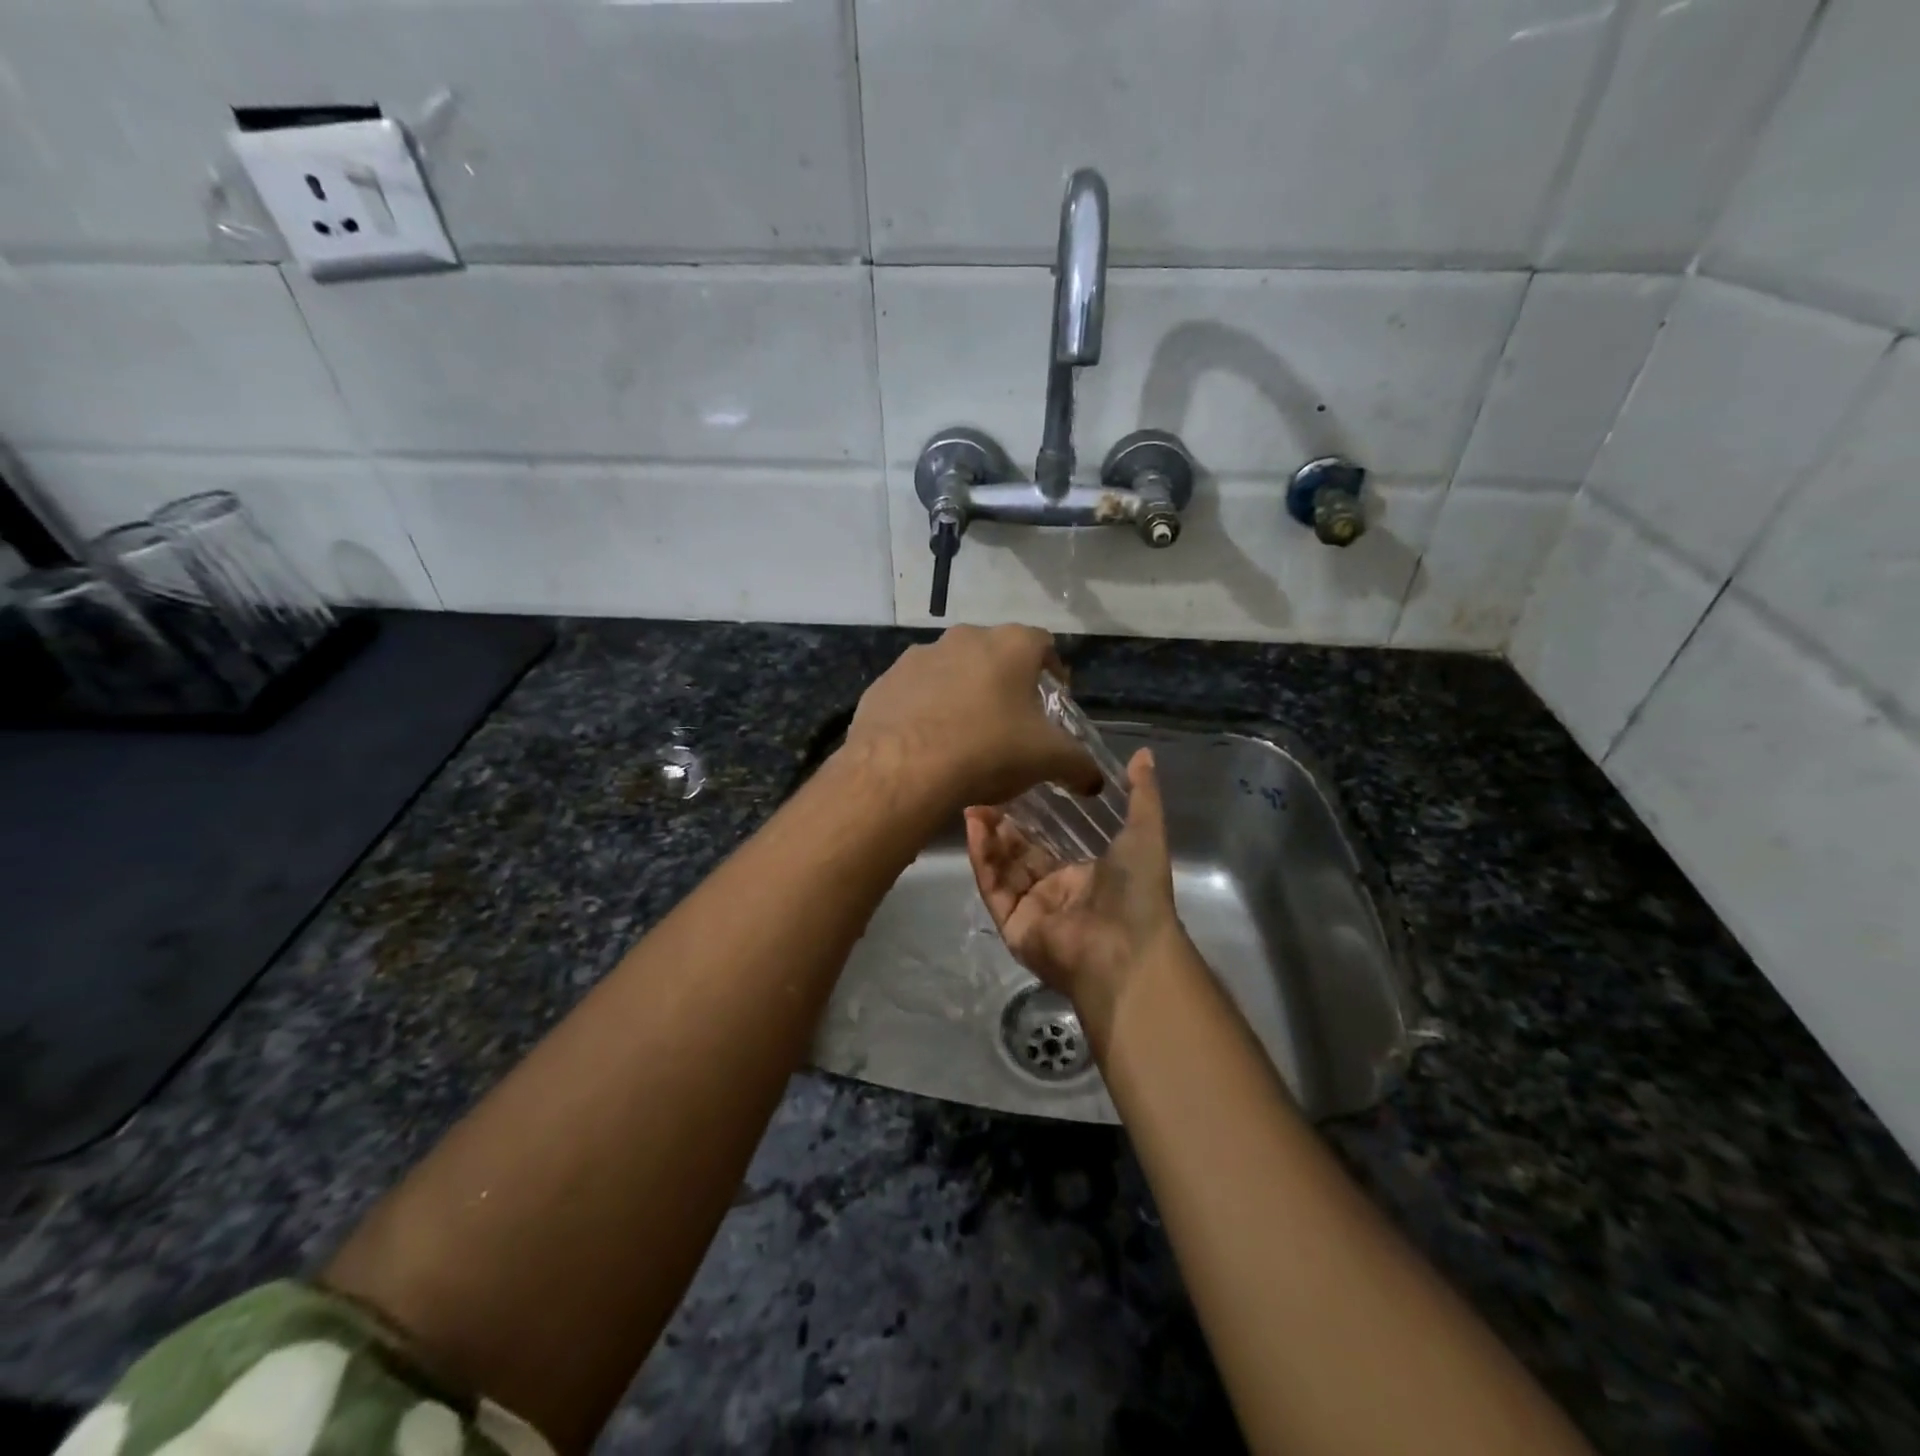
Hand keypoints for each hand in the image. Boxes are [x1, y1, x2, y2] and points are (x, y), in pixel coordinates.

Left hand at [844, 625, 1100, 814]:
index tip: (1055, 698)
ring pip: (951, 670)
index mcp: (1010, 645)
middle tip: (1012, 720)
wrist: (902, 768)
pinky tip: (928, 742)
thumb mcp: (1046, 760)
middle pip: (994, 654)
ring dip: (962, 693)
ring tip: (966, 734)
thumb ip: (1078, 765)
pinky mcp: (885, 682)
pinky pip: (915, 692)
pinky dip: (925, 709)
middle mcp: (963, 638)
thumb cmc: (988, 750)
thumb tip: (1096, 780)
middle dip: (1006, 682)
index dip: (1053, 671)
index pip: (1043, 644)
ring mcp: (918, 657)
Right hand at [965, 748, 1187, 1026]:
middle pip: (1020, 855)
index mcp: (1086, 876)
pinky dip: (982, 859)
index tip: (1015, 786)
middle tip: (985, 791)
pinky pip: (993, 888)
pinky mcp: (1013, 927)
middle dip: (1003, 825)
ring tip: (973, 803)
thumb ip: (1142, 794)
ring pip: (1002, 869)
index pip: (1049, 844)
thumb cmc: (1138, 890)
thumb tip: (1143, 753)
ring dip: (988, 837)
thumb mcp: (1145, 832)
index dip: (1031, 818)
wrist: (1128, 949)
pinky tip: (973, 828)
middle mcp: (1056, 894)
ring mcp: (1033, 912)